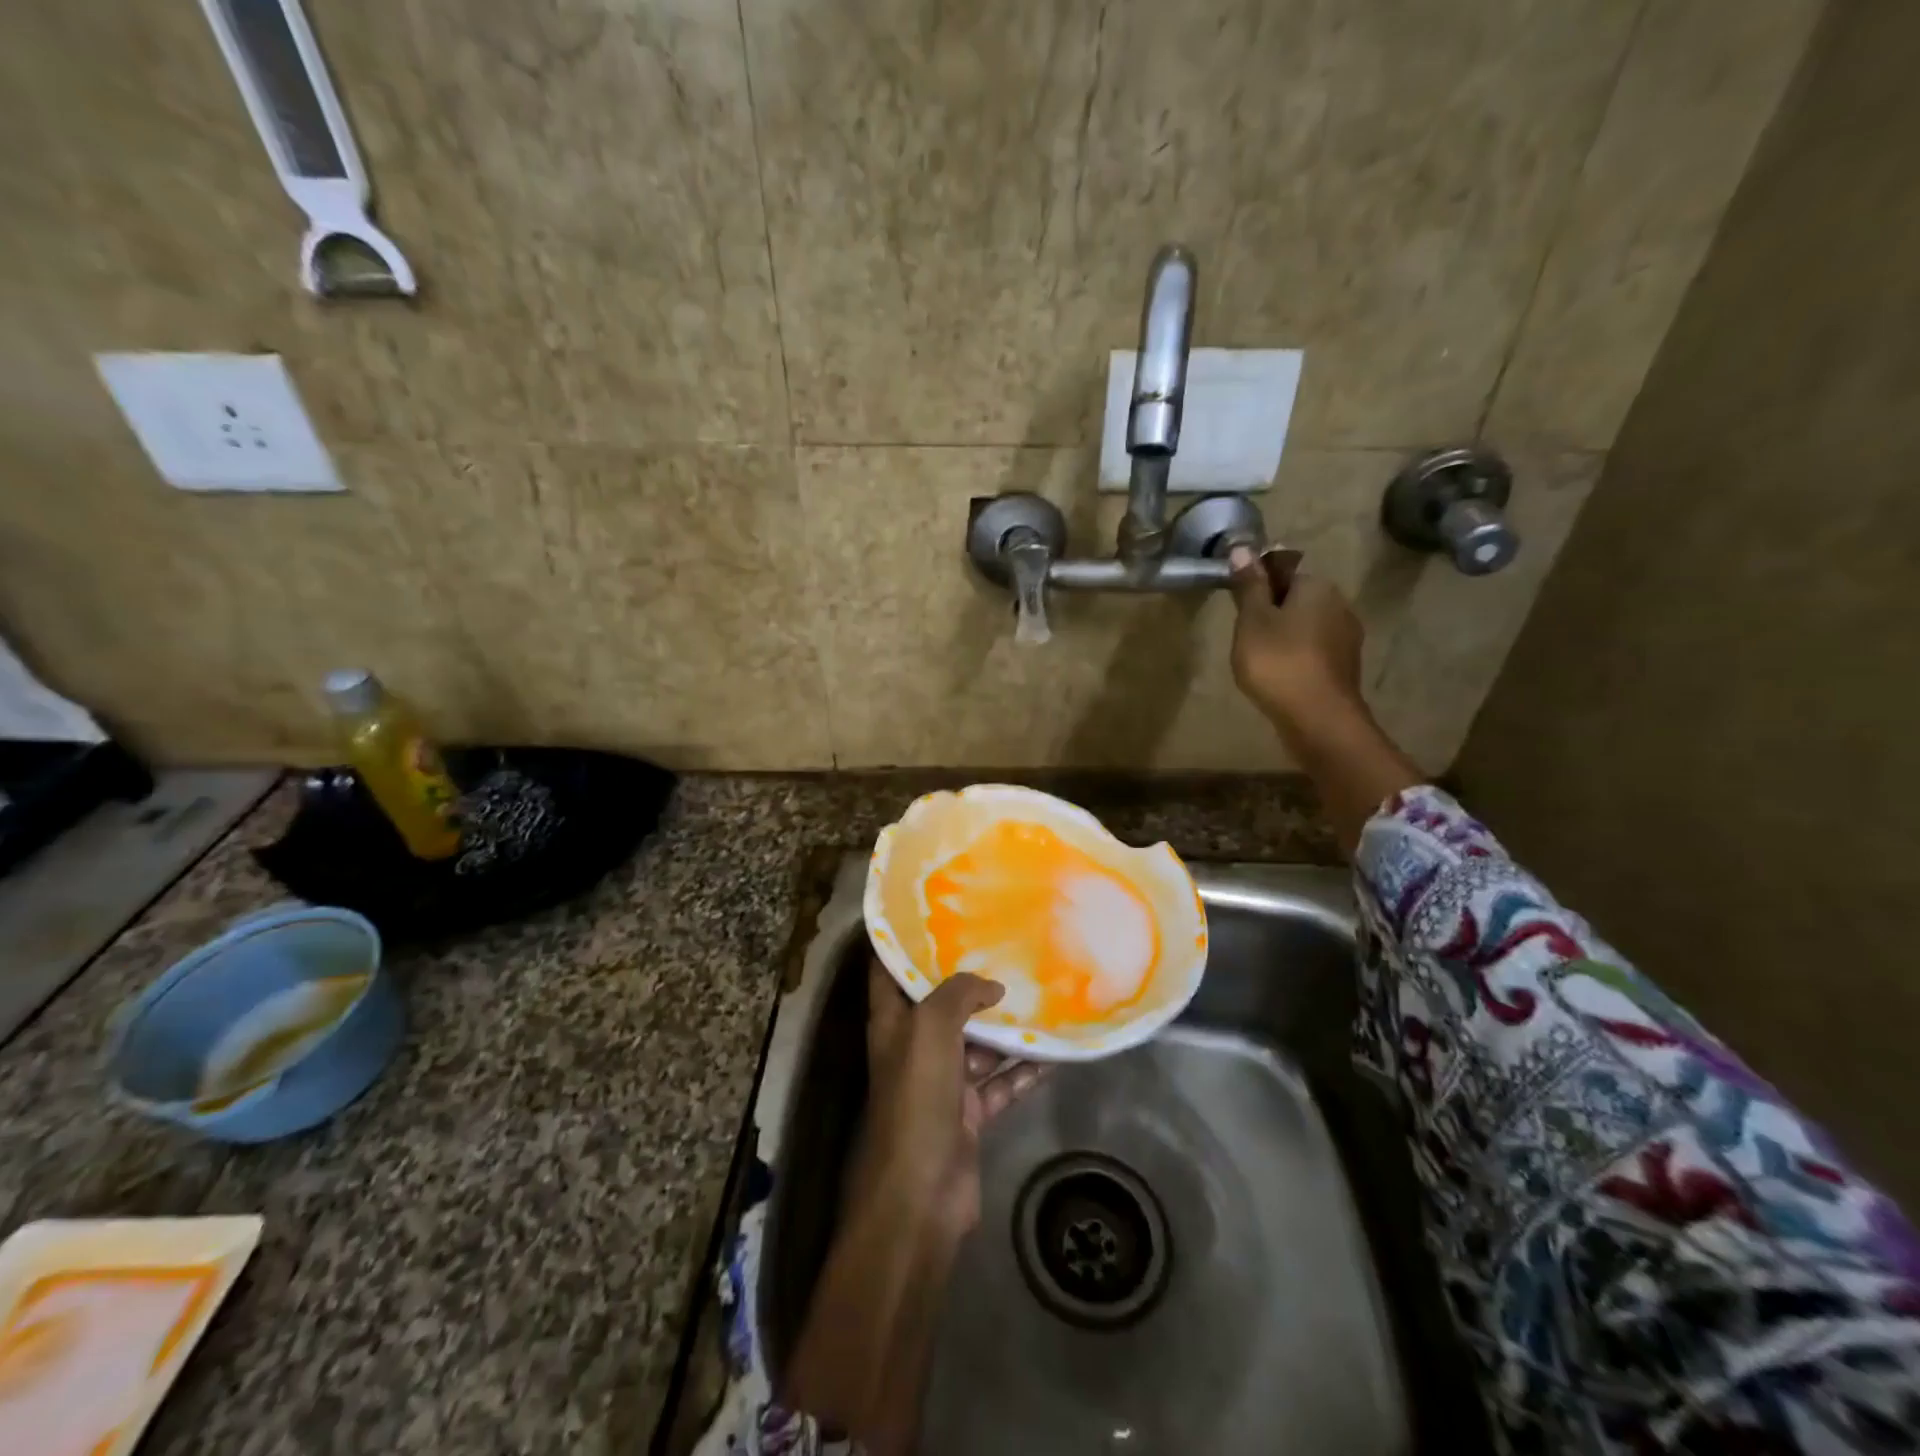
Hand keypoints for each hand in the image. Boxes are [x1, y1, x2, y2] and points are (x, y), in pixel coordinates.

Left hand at [851, 961, 1043, 1248]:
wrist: (919, 1194)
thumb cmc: (915, 1097)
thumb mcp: (930, 1028)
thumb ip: (959, 994)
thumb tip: (991, 986)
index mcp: (892, 1022)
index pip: (889, 971)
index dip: (903, 942)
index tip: (934, 914)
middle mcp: (914, 1047)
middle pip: (941, 1005)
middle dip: (969, 981)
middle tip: (1005, 947)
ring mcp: (942, 1083)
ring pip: (977, 1043)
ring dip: (1004, 1025)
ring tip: (1039, 992)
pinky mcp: (969, 1114)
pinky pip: (1001, 1082)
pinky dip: (1023, 1069)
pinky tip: (1054, 1051)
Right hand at [1227, 545, 1366, 733]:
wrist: (1318, 718)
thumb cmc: (1278, 662)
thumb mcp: (1252, 620)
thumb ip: (1249, 586)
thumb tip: (1243, 547)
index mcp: (1317, 586)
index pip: (1283, 573)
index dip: (1258, 591)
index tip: (1241, 615)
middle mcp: (1340, 604)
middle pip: (1297, 601)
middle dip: (1273, 615)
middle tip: (1246, 641)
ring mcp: (1348, 638)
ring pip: (1307, 628)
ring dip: (1285, 639)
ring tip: (1260, 663)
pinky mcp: (1346, 667)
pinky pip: (1315, 652)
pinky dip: (1297, 659)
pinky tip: (1281, 678)